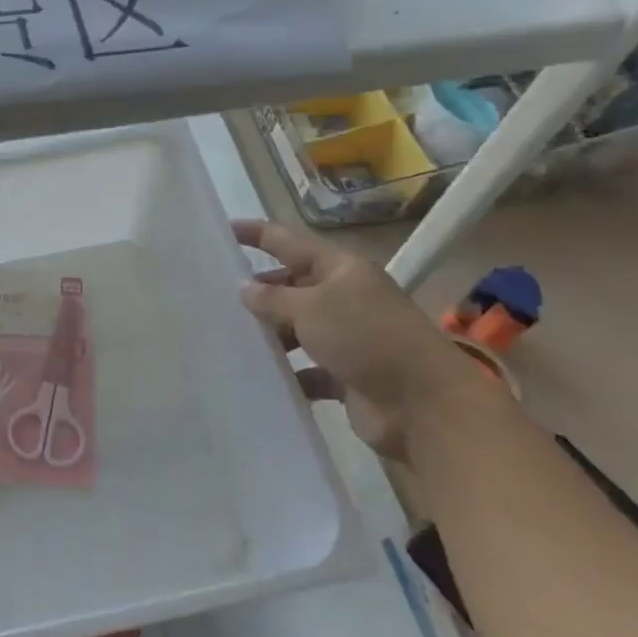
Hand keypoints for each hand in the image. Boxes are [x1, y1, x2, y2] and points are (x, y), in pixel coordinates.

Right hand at [232, 221, 476, 458]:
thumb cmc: (366, 338)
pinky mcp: (345, 373)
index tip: (221, 231)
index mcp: (340, 269)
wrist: (424, 404)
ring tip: (228, 338)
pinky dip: (286, 372)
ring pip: (295, 328)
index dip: (255, 234)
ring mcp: (346, 337)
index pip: (288, 241)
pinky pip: (305, 368)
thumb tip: (244, 288)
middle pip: (291, 285)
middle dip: (257, 290)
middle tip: (213, 296)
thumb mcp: (312, 308)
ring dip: (268, 333)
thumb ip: (272, 298)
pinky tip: (257, 376)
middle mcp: (343, 297)